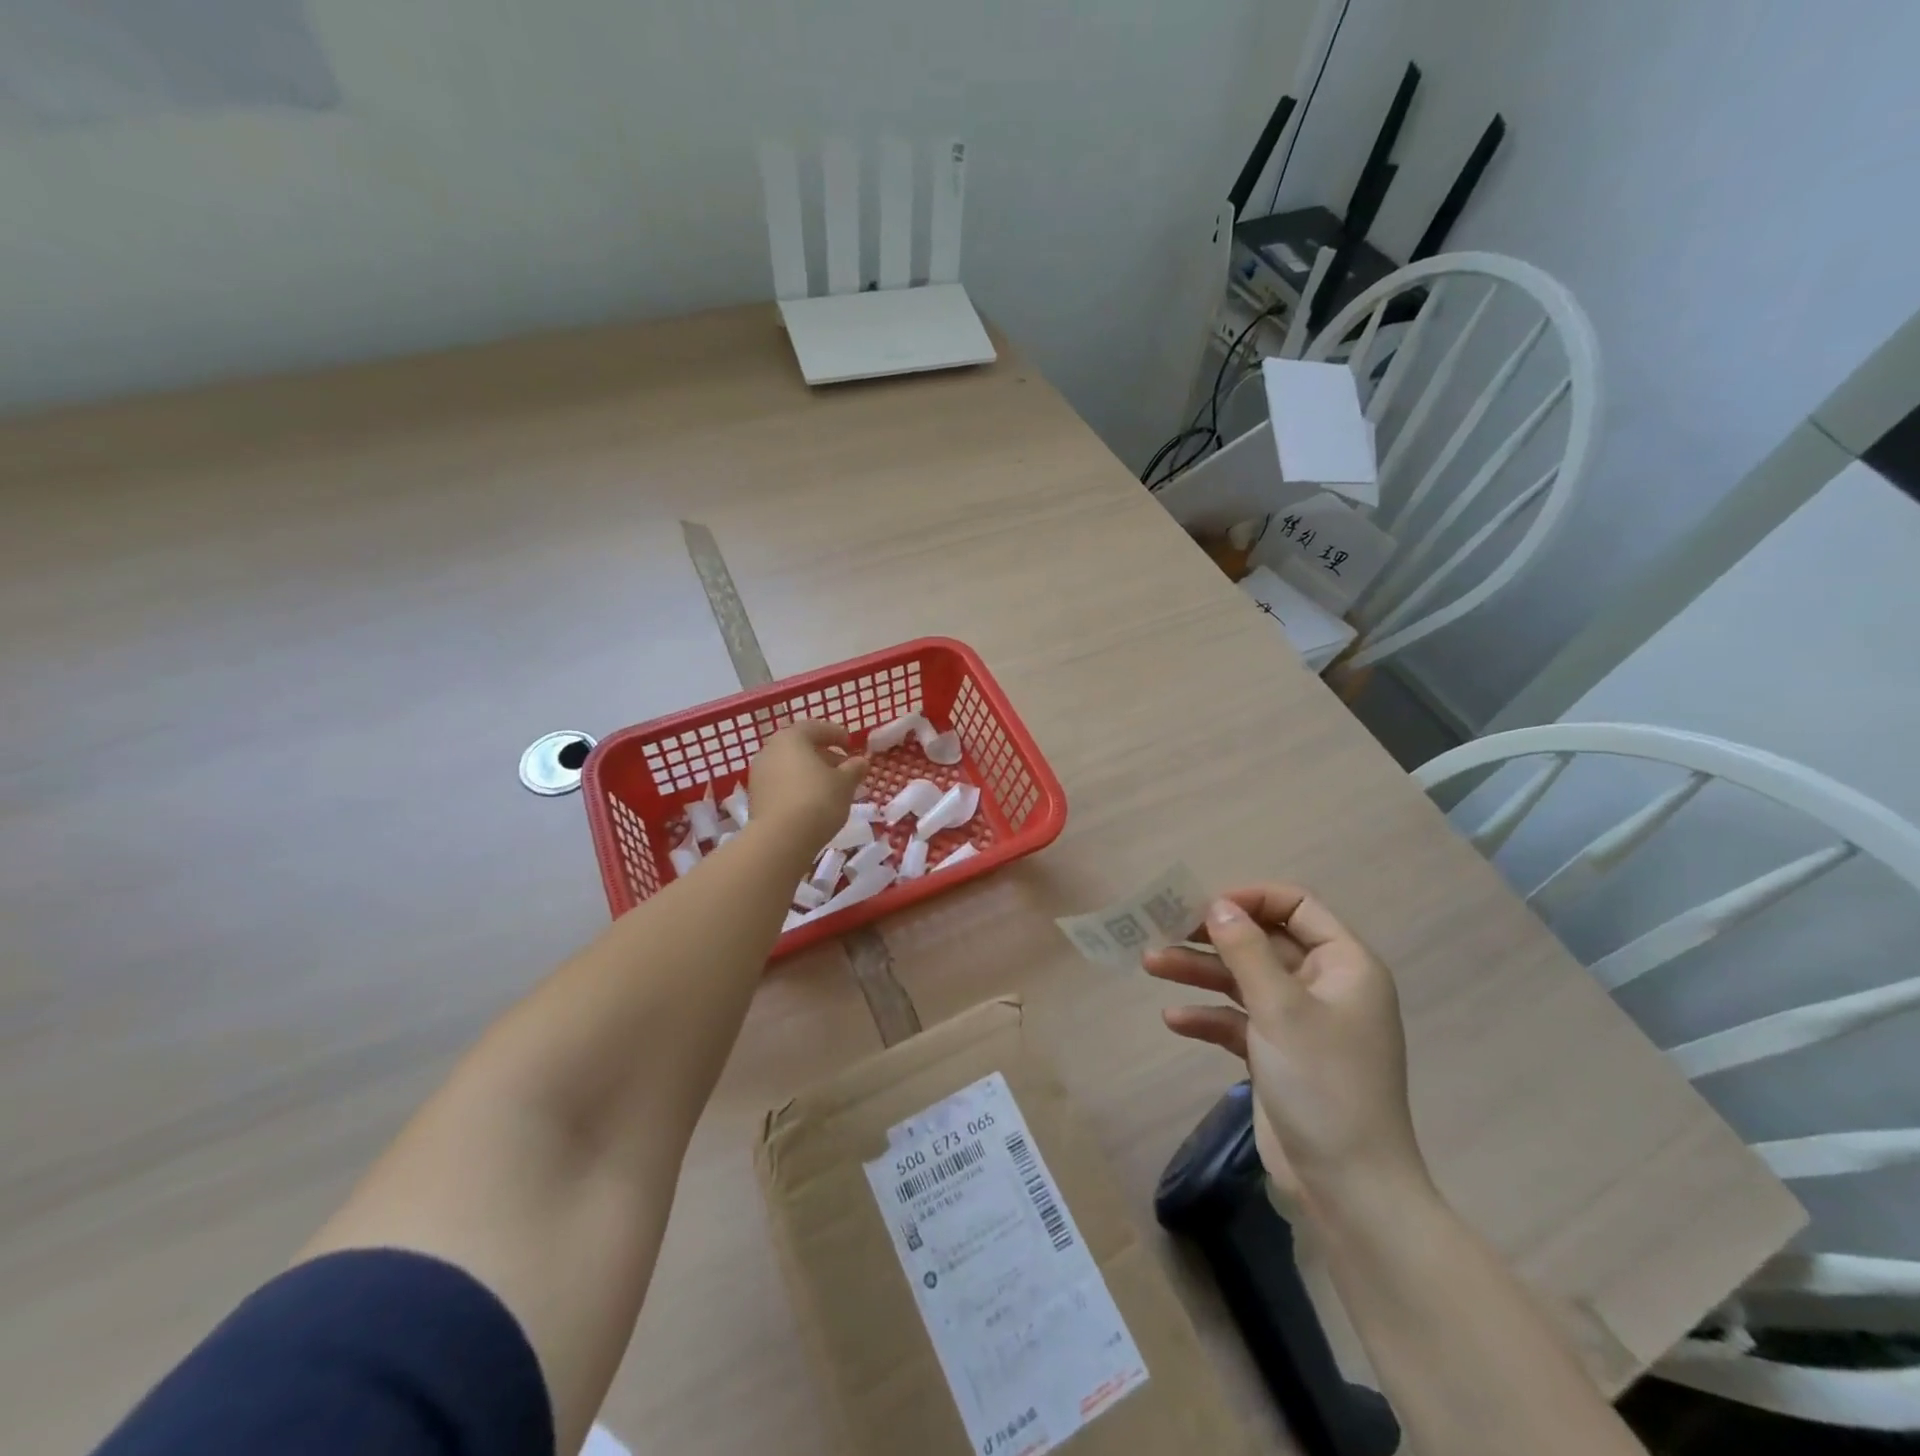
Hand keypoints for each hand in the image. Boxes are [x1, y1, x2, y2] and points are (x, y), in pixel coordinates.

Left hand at [747, 721, 868, 850]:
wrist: (780, 839)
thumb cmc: (817, 800)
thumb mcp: (845, 783)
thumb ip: (854, 768)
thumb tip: (861, 761)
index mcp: (791, 738)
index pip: (816, 727)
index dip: (836, 734)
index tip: (851, 745)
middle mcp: (770, 750)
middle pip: (800, 747)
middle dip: (823, 755)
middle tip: (843, 767)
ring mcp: (758, 775)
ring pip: (789, 766)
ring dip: (810, 772)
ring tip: (831, 787)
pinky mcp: (755, 798)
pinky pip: (781, 784)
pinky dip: (797, 786)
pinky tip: (813, 801)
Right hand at [1144, 885, 1428, 1206]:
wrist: (1348, 1188)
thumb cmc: (1323, 1084)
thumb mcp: (1281, 1008)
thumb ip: (1246, 949)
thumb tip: (1218, 904)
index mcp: (1345, 965)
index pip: (1297, 906)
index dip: (1251, 899)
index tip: (1205, 905)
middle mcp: (1325, 986)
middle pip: (1262, 942)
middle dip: (1213, 937)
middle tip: (1164, 930)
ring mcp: (1300, 1022)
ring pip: (1244, 980)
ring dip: (1200, 972)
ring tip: (1150, 964)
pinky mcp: (1279, 1054)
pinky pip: (1239, 1020)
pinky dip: (1208, 1016)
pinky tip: (1175, 1019)